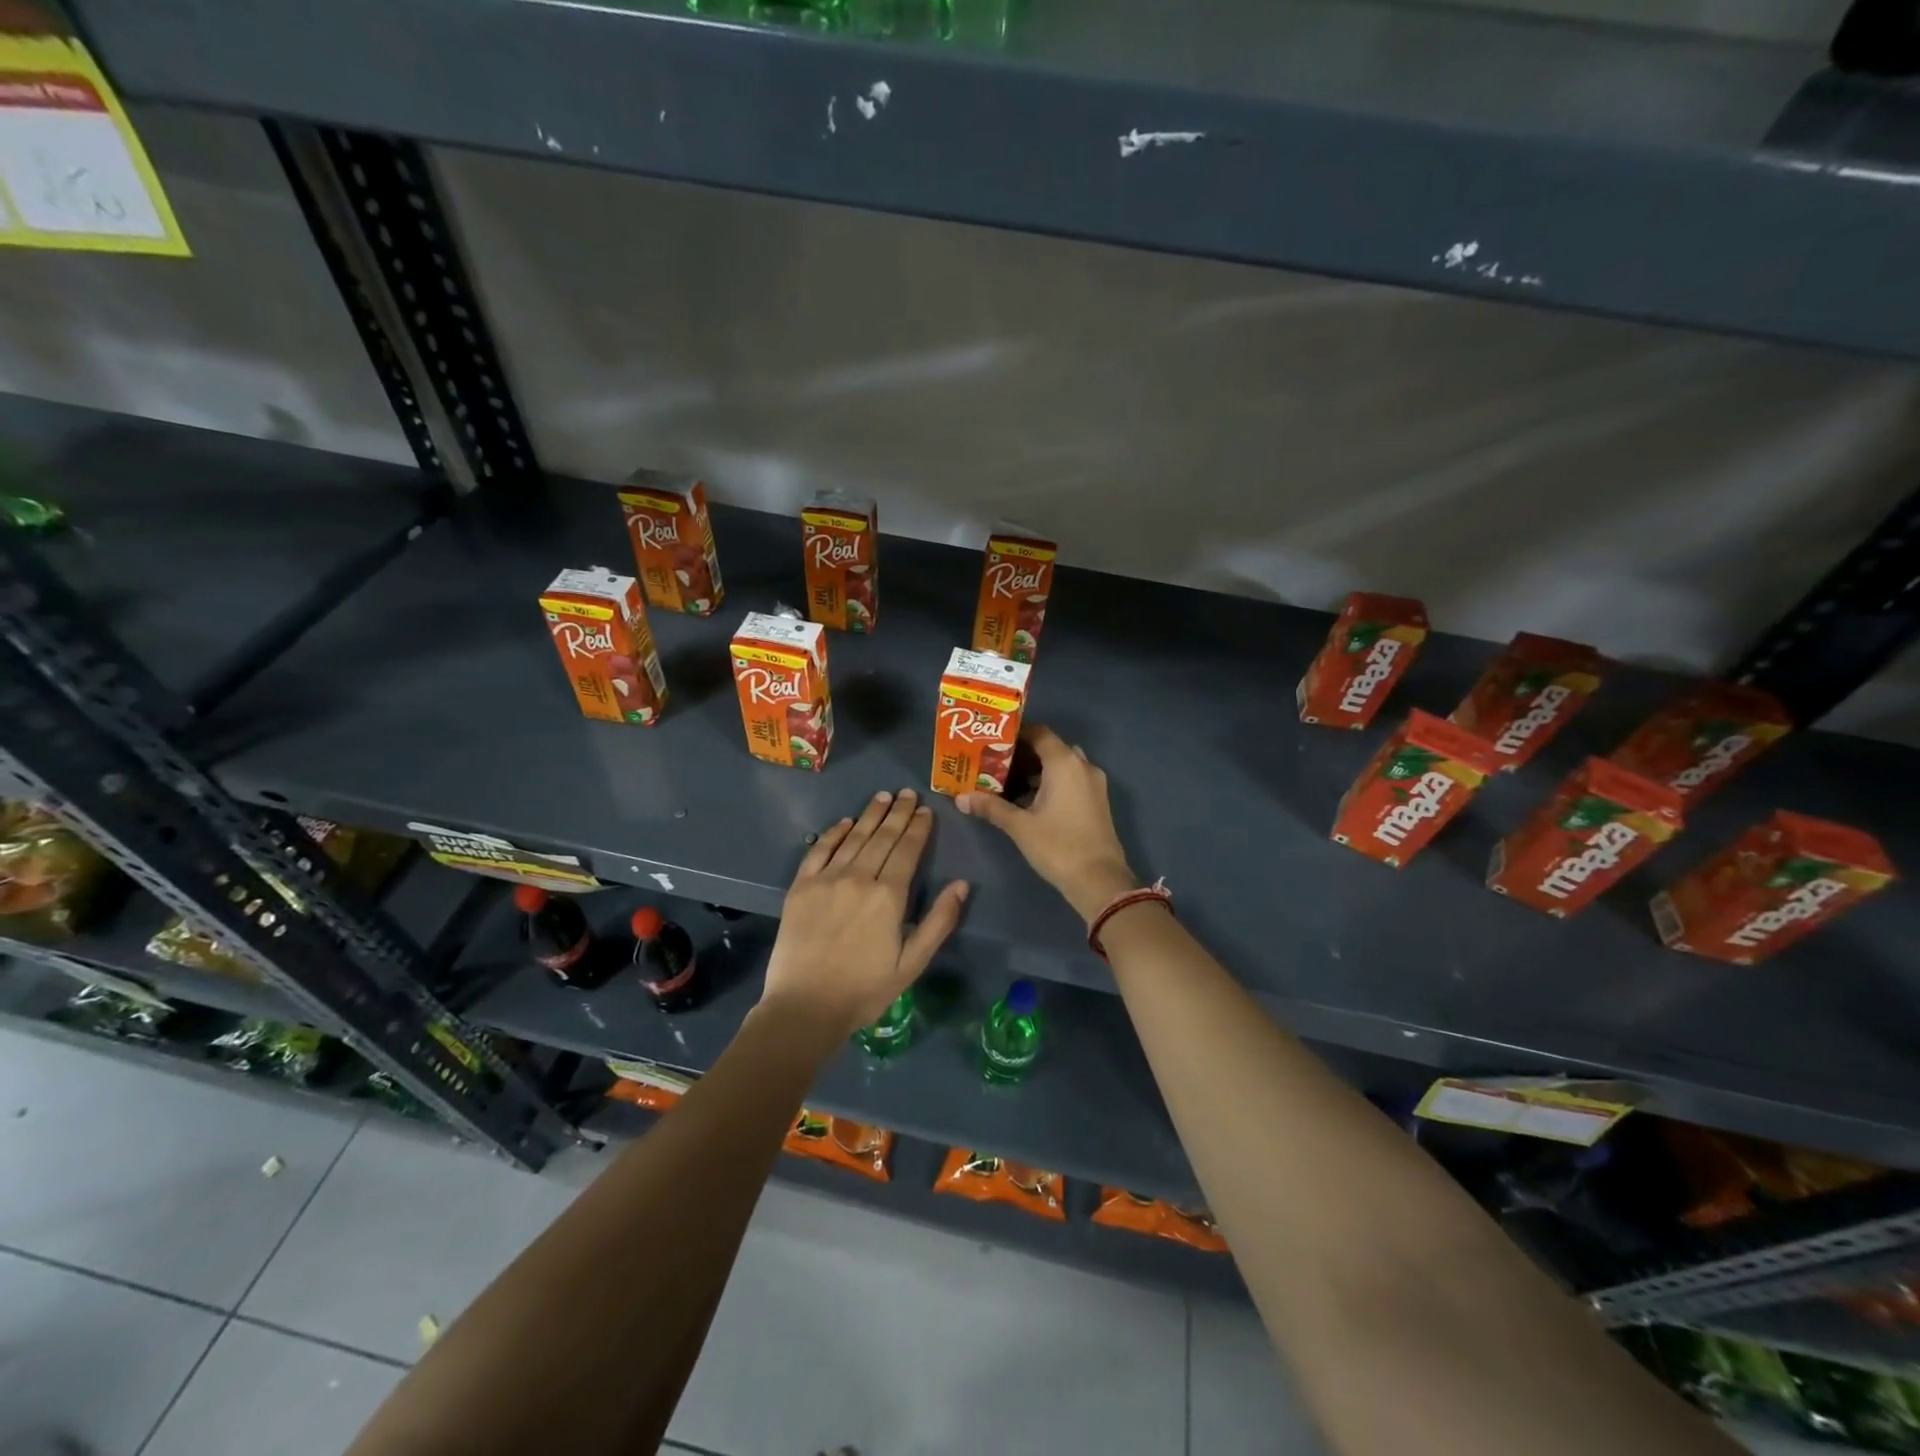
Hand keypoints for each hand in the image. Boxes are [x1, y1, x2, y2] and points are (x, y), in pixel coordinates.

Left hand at [761, 788, 968, 1038]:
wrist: (804, 1008)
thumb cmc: (864, 990)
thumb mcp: (912, 963)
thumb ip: (939, 922)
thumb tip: (961, 885)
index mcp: (889, 896)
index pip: (908, 850)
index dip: (919, 828)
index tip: (926, 810)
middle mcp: (858, 878)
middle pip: (882, 837)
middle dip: (898, 813)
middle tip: (908, 793)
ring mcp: (826, 879)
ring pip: (854, 837)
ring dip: (870, 815)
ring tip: (883, 797)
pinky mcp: (801, 887)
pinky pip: (819, 850)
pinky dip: (834, 833)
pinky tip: (845, 822)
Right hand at [956, 725, 1136, 921]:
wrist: (1099, 880)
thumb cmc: (1058, 846)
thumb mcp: (1019, 826)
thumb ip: (990, 807)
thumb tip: (960, 798)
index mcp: (1064, 762)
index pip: (1039, 732)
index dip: (1016, 734)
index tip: (992, 742)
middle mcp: (1082, 766)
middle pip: (1051, 747)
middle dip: (1024, 753)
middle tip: (996, 762)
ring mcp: (1094, 784)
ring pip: (1062, 765)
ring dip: (1038, 770)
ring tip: (1007, 781)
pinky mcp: (1097, 801)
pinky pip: (1072, 780)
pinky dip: (1052, 783)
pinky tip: (1029, 800)